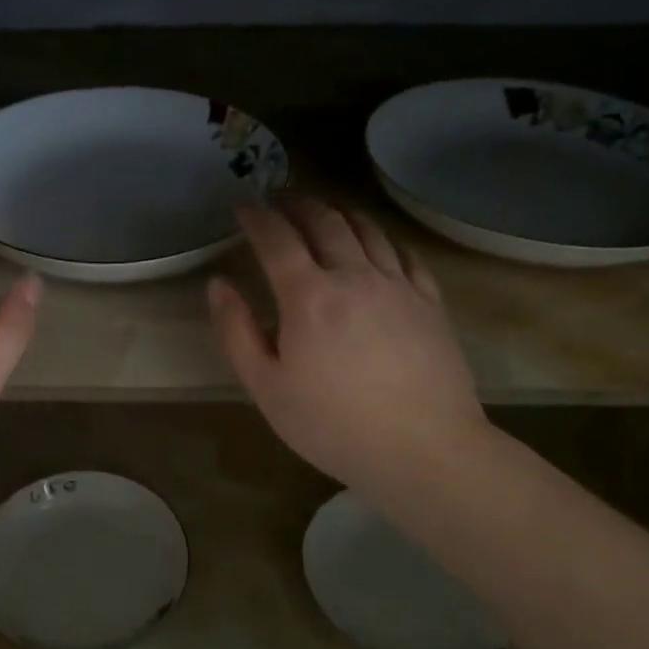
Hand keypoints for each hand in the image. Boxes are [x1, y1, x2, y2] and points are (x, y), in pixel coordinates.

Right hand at [208, 196, 488, 492]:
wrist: (423, 449)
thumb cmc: (332, 425)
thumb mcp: (267, 387)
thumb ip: (236, 331)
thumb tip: (219, 285)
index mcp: (308, 296)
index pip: (276, 239)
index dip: (257, 217)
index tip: (243, 206)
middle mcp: (354, 276)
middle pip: (324, 222)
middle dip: (298, 204)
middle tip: (281, 199)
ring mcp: (398, 285)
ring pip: (367, 230)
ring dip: (339, 213)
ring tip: (324, 211)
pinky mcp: (430, 302)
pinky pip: (404, 254)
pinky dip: (382, 239)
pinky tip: (377, 245)